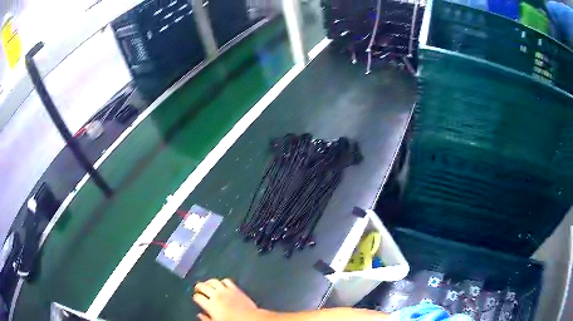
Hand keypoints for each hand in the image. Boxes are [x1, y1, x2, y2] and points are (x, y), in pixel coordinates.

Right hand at [193, 278, 260, 320]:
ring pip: (213, 281)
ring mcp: (226, 291)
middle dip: (198, 287)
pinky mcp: (235, 288)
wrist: (250, 319)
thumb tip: (200, 315)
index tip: (196, 298)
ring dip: (208, 282)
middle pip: (202, 286)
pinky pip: (226, 281)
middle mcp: (216, 295)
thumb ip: (206, 319)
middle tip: (198, 289)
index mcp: (210, 305)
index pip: (198, 297)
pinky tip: (221, 284)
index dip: (196, 297)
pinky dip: (222, 281)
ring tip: (207, 284)